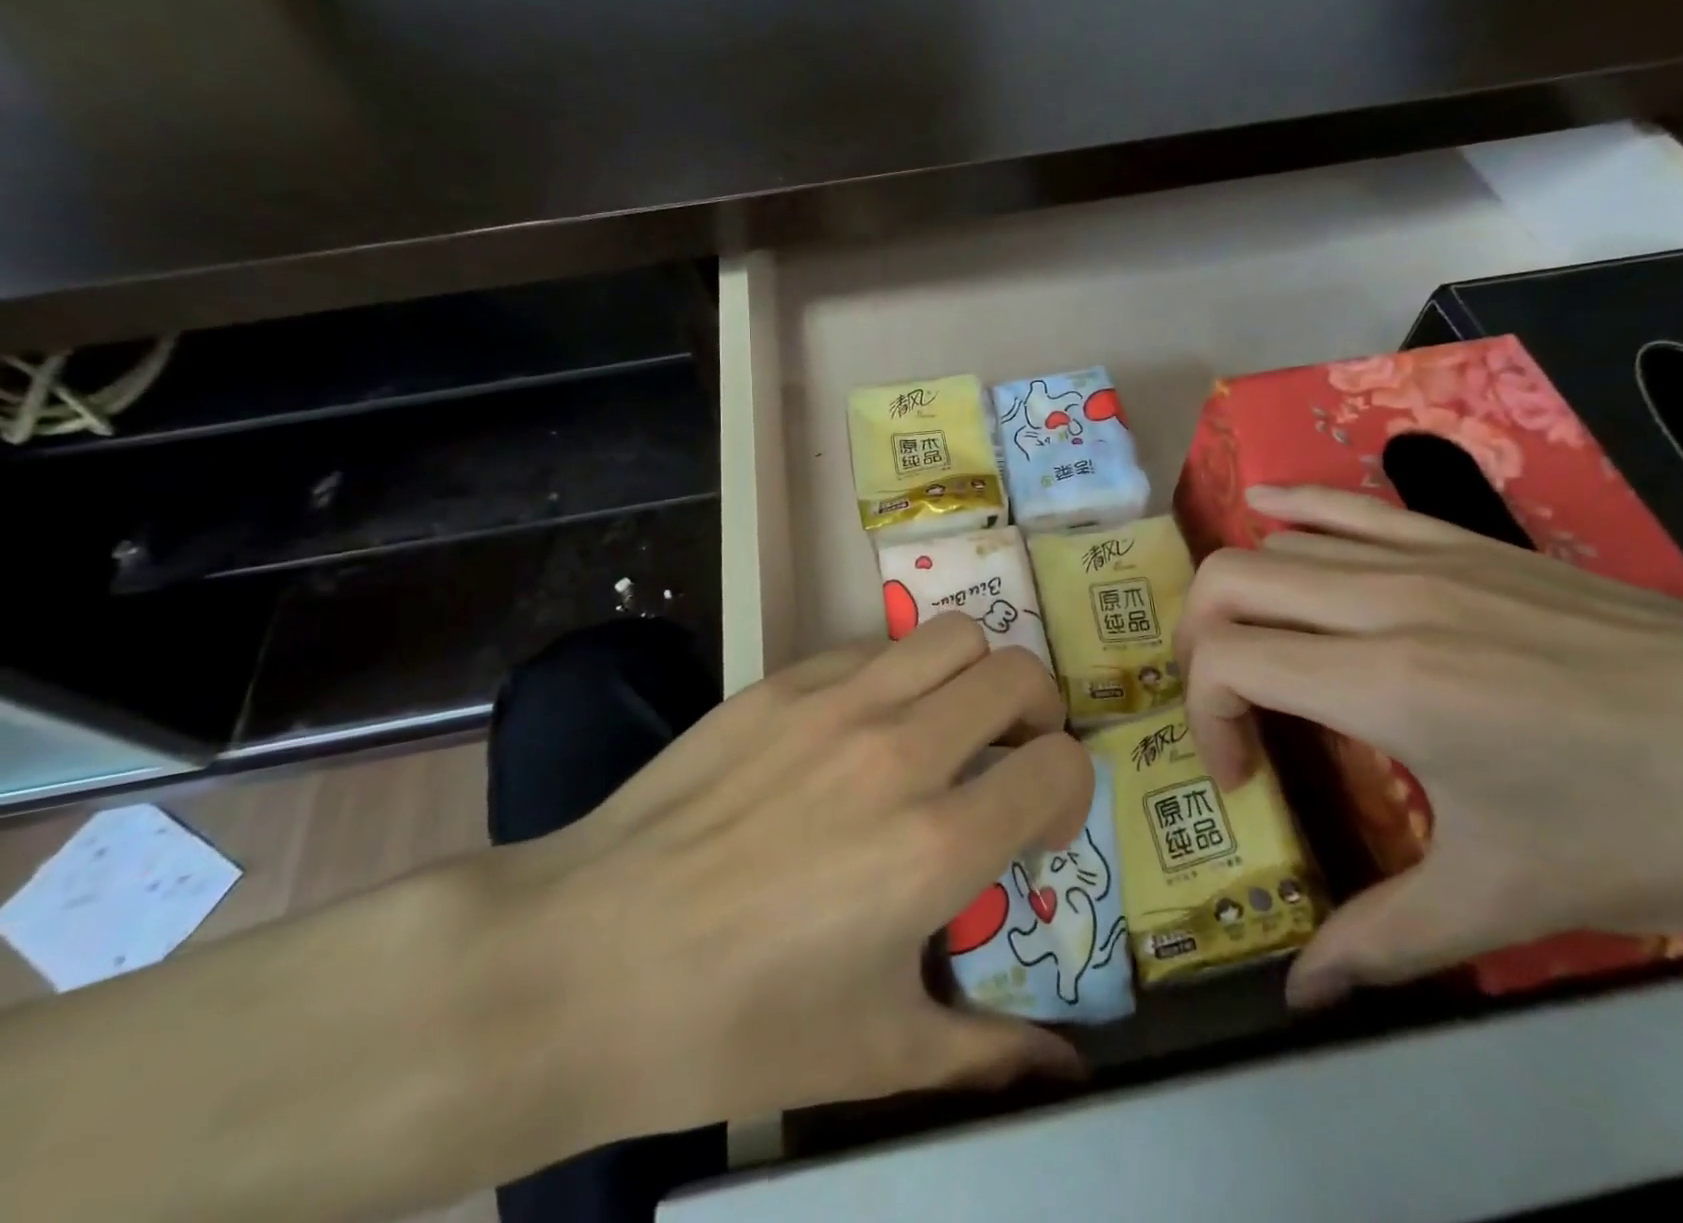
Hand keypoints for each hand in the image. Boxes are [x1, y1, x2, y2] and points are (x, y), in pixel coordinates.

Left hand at [519, 612, 1092, 1145]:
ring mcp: (836, 702)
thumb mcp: (877, 1055)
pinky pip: (874, 647)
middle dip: (1036, 715)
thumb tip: (1070, 1073)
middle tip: (1008, 758)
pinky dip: (899, 674)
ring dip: (973, 676)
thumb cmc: (734, 1025)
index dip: (1069, 793)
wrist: (585, 961)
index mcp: (935, 844)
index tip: (1036, 829)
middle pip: (1020, 675)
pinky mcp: (781, 681)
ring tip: (947, 724)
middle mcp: (900, 751)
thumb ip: (990, 1054)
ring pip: (955, 636)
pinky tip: (864, 724)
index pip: (1060, 765)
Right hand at [1177, 486, 1682, 1007]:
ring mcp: (1427, 560)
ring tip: (1252, 648)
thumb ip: (1385, 941)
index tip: (1244, 778)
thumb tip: (1301, 997)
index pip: (1230, 661)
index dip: (1207, 718)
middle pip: (1229, 582)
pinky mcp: (1464, 541)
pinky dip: (1290, 504)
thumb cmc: (1659, 830)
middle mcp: (1388, 603)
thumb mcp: (1510, 899)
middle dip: (1197, 643)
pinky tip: (1261, 504)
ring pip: (1276, 543)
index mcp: (1390, 684)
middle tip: (1225, 705)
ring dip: (1238, 595)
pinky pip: (1348, 504)